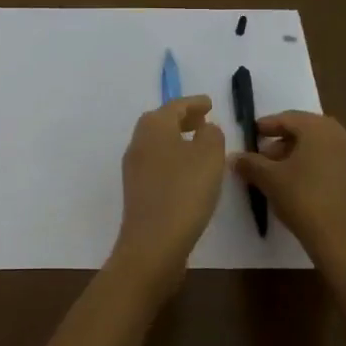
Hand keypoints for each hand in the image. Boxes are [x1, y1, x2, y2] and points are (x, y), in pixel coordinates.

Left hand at [109, 96, 226, 291]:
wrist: (153, 243)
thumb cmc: (184, 192)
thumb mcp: (209, 156)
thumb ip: (211, 135)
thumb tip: (205, 129)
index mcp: (153, 127)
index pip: (175, 106)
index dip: (194, 103)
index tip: (210, 103)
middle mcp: (139, 142)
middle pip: (161, 122)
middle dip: (183, 119)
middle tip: (205, 120)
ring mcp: (135, 168)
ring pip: (158, 143)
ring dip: (178, 139)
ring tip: (201, 145)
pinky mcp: (138, 191)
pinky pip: (158, 163)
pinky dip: (174, 158)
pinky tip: (190, 172)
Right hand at [232, 112, 345, 283]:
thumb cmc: (304, 201)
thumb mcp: (269, 180)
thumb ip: (250, 163)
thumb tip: (235, 157)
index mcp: (320, 129)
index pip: (289, 118)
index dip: (267, 125)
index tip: (252, 134)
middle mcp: (344, 136)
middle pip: (309, 131)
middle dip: (285, 141)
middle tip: (265, 156)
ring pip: (325, 148)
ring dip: (302, 155)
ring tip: (283, 174)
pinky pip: (338, 164)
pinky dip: (320, 168)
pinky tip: (306, 187)